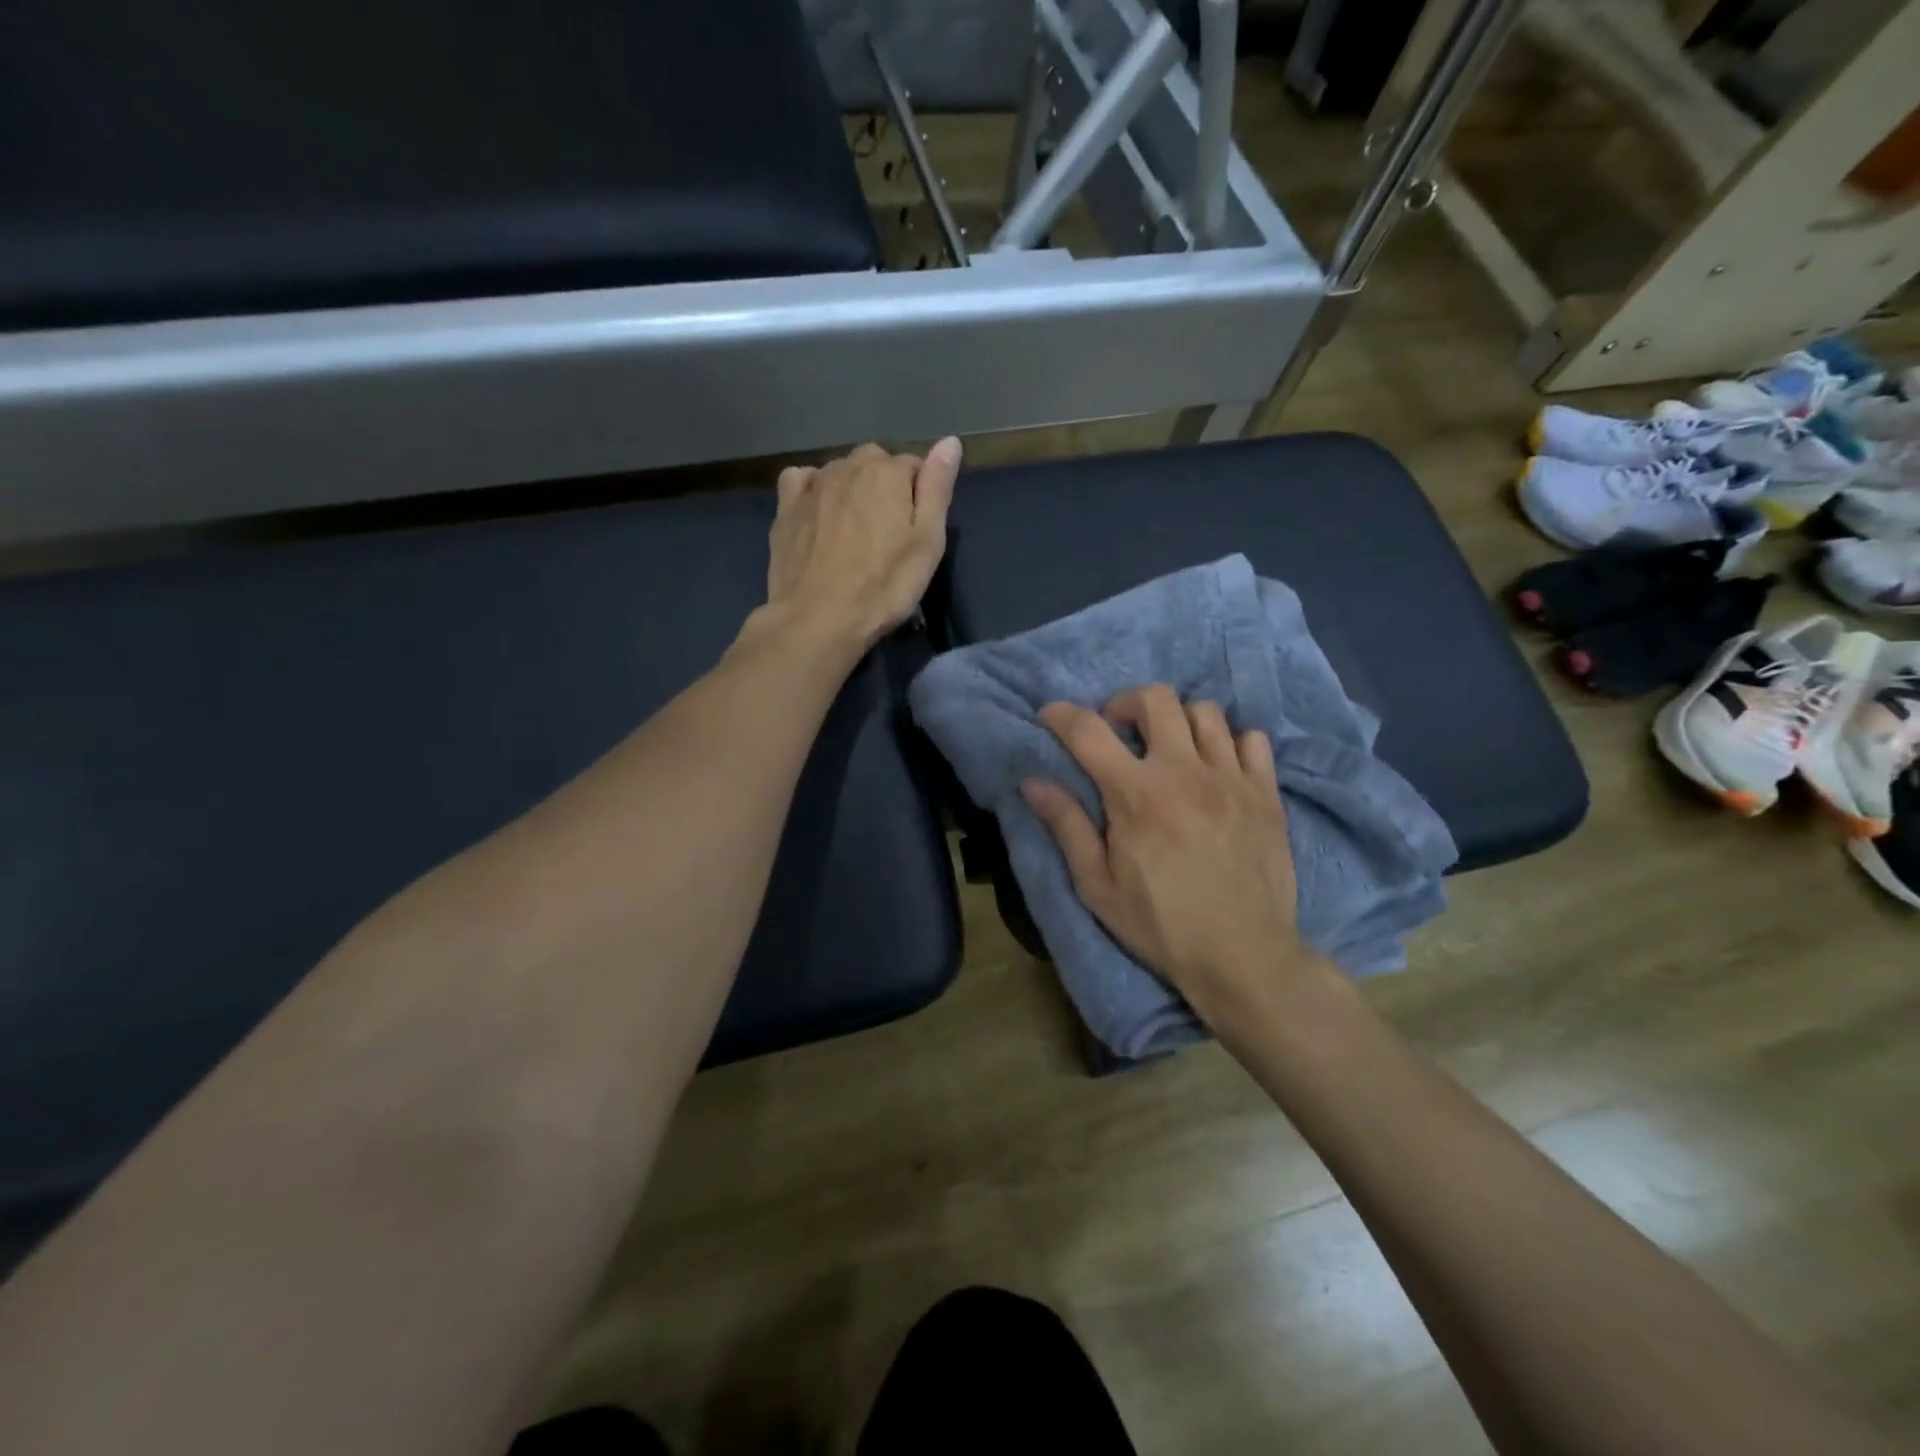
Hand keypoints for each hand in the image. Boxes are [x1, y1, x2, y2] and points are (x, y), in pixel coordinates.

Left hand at [765, 439, 960, 649]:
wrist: (818, 618)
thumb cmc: (884, 585)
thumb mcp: (928, 542)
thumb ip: (938, 488)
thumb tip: (950, 441)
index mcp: (888, 471)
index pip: (914, 466)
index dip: (919, 497)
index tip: (916, 531)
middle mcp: (848, 466)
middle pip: (875, 464)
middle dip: (885, 487)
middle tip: (887, 533)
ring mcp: (812, 485)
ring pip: (840, 472)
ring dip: (851, 489)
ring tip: (855, 531)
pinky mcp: (786, 508)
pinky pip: (801, 480)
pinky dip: (812, 488)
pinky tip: (818, 512)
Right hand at [1021, 685, 1326, 1025]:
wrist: (1243, 957)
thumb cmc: (1160, 925)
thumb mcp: (1097, 886)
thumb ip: (1067, 827)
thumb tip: (1033, 782)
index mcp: (1136, 794)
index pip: (1089, 731)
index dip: (1061, 715)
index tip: (1050, 716)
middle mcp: (1184, 771)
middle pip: (1155, 699)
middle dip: (1126, 704)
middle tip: (1119, 732)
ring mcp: (1231, 778)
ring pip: (1204, 712)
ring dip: (1178, 721)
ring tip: (1169, 749)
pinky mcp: (1266, 793)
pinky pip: (1251, 739)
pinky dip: (1230, 743)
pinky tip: (1218, 769)